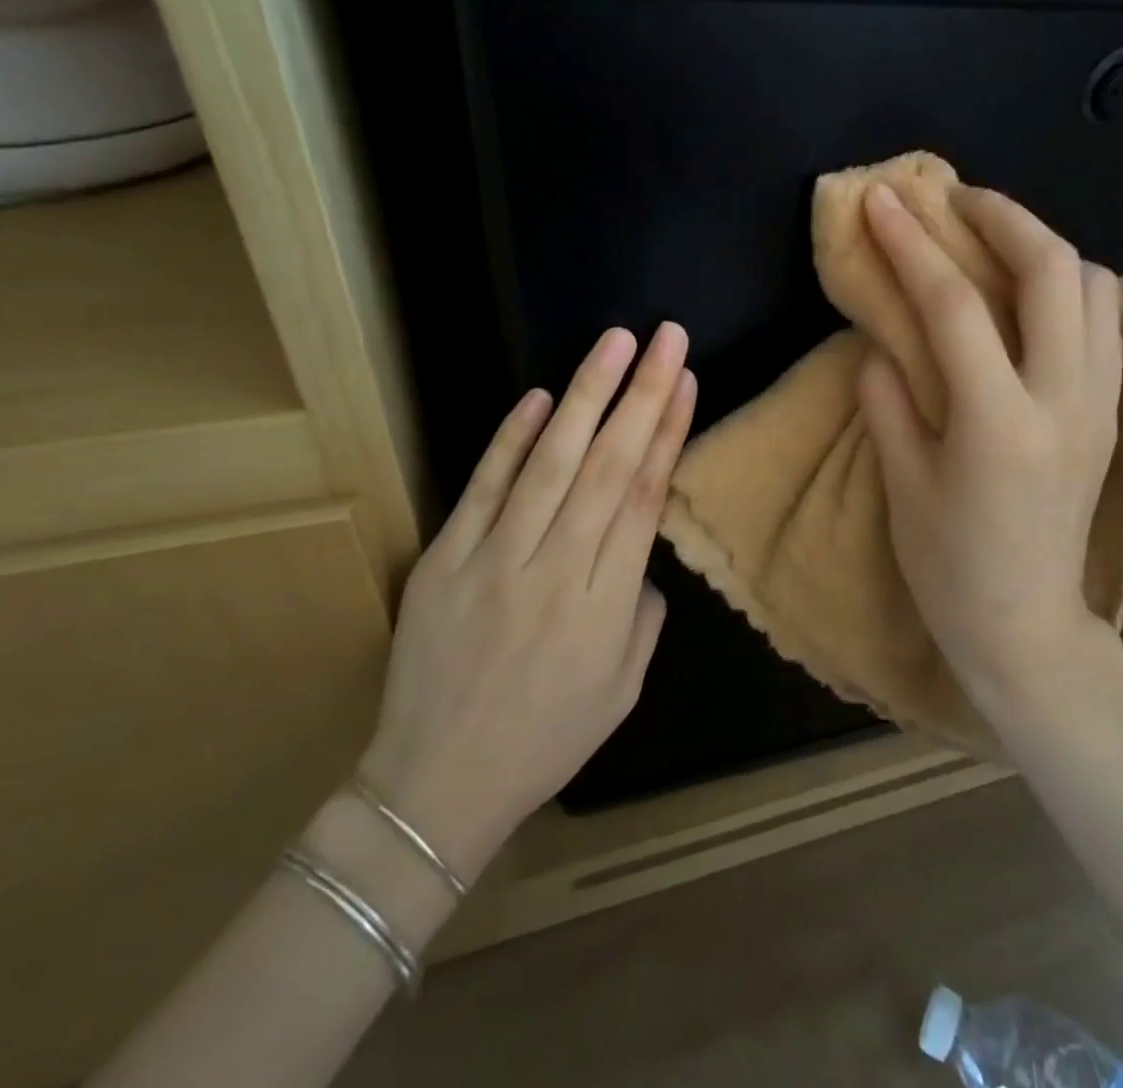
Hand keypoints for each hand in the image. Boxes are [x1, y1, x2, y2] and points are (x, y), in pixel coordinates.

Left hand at [359, 324, 695, 873]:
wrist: (436, 785)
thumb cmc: (546, 739)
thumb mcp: (624, 689)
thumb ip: (644, 611)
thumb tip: (639, 551)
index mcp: (605, 605)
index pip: (643, 498)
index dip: (669, 433)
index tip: (686, 381)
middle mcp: (555, 570)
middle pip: (607, 466)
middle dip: (642, 394)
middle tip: (666, 336)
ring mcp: (493, 561)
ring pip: (550, 464)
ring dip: (586, 397)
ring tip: (615, 343)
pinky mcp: (444, 560)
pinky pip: (483, 489)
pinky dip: (511, 440)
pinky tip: (540, 397)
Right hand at [857, 184, 1122, 723]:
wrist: (1026, 624)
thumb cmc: (949, 565)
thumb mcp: (902, 482)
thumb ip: (887, 397)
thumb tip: (882, 337)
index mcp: (998, 424)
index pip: (954, 306)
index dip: (912, 244)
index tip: (883, 202)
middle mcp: (1065, 401)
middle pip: (1052, 271)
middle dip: (1002, 217)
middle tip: (956, 199)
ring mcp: (1101, 405)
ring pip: (1096, 287)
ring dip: (1044, 246)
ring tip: (995, 241)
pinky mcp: (1113, 414)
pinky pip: (1108, 322)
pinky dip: (1072, 286)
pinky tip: (1034, 293)